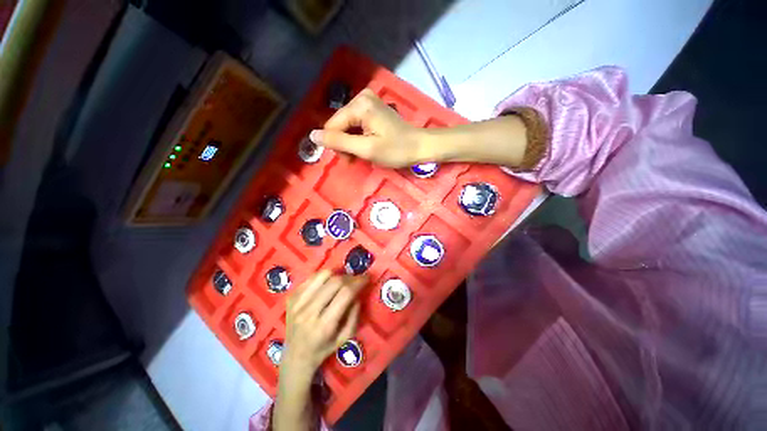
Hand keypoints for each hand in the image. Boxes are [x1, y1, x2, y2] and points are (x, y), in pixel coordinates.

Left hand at [282, 270, 367, 377]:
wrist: (295, 356)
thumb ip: (355, 314)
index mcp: (324, 325)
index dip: (358, 282)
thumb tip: (358, 292)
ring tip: (341, 281)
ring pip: (322, 275)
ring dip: (337, 275)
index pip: (345, 294)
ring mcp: (297, 303)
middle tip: (355, 280)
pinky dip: (323, 277)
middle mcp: (309, 312)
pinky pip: (312, 277)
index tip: (367, 277)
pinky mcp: (291, 297)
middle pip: (334, 282)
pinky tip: (327, 285)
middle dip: (350, 277)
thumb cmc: (324, 348)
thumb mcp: (346, 337)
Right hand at [309, 89, 426, 167]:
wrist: (419, 146)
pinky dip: (358, 138)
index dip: (336, 146)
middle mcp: (361, 97)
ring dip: (351, 143)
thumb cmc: (396, 150)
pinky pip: (356, 124)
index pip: (333, 126)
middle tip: (355, 160)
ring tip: (361, 155)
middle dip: (344, 145)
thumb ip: (339, 142)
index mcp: (359, 105)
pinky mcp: (372, 109)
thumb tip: (312, 135)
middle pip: (339, 125)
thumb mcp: (366, 149)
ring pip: (347, 126)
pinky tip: (365, 146)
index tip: (348, 161)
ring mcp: (367, 102)